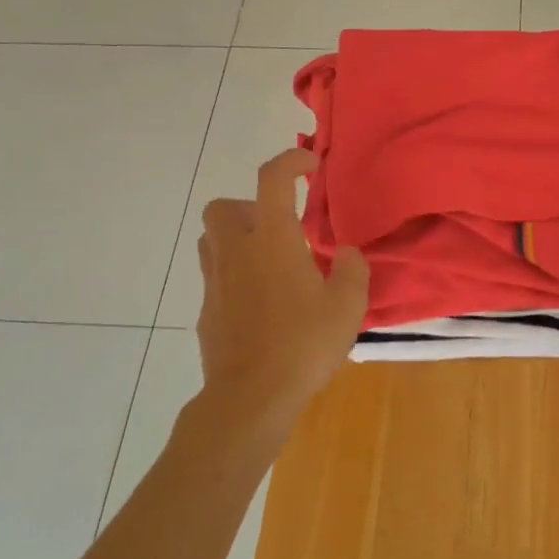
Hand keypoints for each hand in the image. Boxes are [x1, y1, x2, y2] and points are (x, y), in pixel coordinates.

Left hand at [195, 148, 369, 440]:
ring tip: (269, 263)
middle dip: (249, 206)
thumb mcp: (347, 306)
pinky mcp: (207, 312)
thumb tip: (344, 254)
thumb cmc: (303, 345)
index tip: (310, 164)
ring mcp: (216, 283)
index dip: (291, 160)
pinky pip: (215, 277)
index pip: (273, 179)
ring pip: (211, 240)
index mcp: (273, 241)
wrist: (250, 398)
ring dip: (237, 239)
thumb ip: (351, 271)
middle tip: (279, 229)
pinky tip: (261, 304)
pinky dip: (235, 276)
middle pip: (222, 206)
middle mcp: (237, 252)